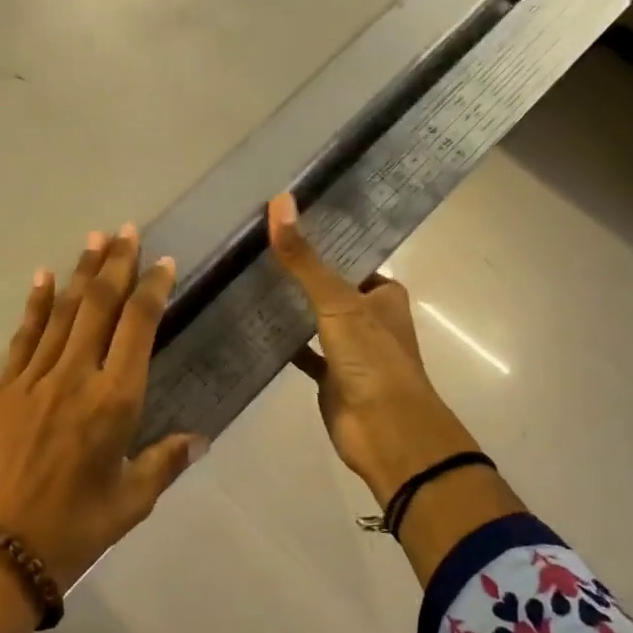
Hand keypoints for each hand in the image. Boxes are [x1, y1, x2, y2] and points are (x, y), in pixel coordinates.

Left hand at [0, 224, 206, 592]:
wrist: (0, 550)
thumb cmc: (76, 529)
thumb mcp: (132, 501)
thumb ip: (165, 462)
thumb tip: (198, 438)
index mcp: (115, 402)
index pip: (139, 328)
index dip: (152, 289)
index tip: (162, 263)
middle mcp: (75, 378)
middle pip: (100, 307)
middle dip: (116, 264)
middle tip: (127, 231)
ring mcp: (33, 380)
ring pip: (63, 313)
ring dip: (81, 273)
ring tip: (95, 239)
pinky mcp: (0, 390)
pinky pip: (23, 337)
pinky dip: (36, 305)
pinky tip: (45, 277)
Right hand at [267, 193, 477, 503]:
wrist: (384, 430)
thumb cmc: (371, 358)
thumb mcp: (337, 301)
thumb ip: (304, 258)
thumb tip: (279, 201)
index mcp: (384, 294)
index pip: (351, 257)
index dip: (323, 240)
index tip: (284, 222)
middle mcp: (369, 318)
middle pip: (330, 288)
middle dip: (300, 273)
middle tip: (254, 248)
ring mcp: (349, 350)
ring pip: (315, 320)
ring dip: (290, 307)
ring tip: (247, 279)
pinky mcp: (330, 377)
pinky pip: (302, 353)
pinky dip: (282, 343)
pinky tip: (252, 328)